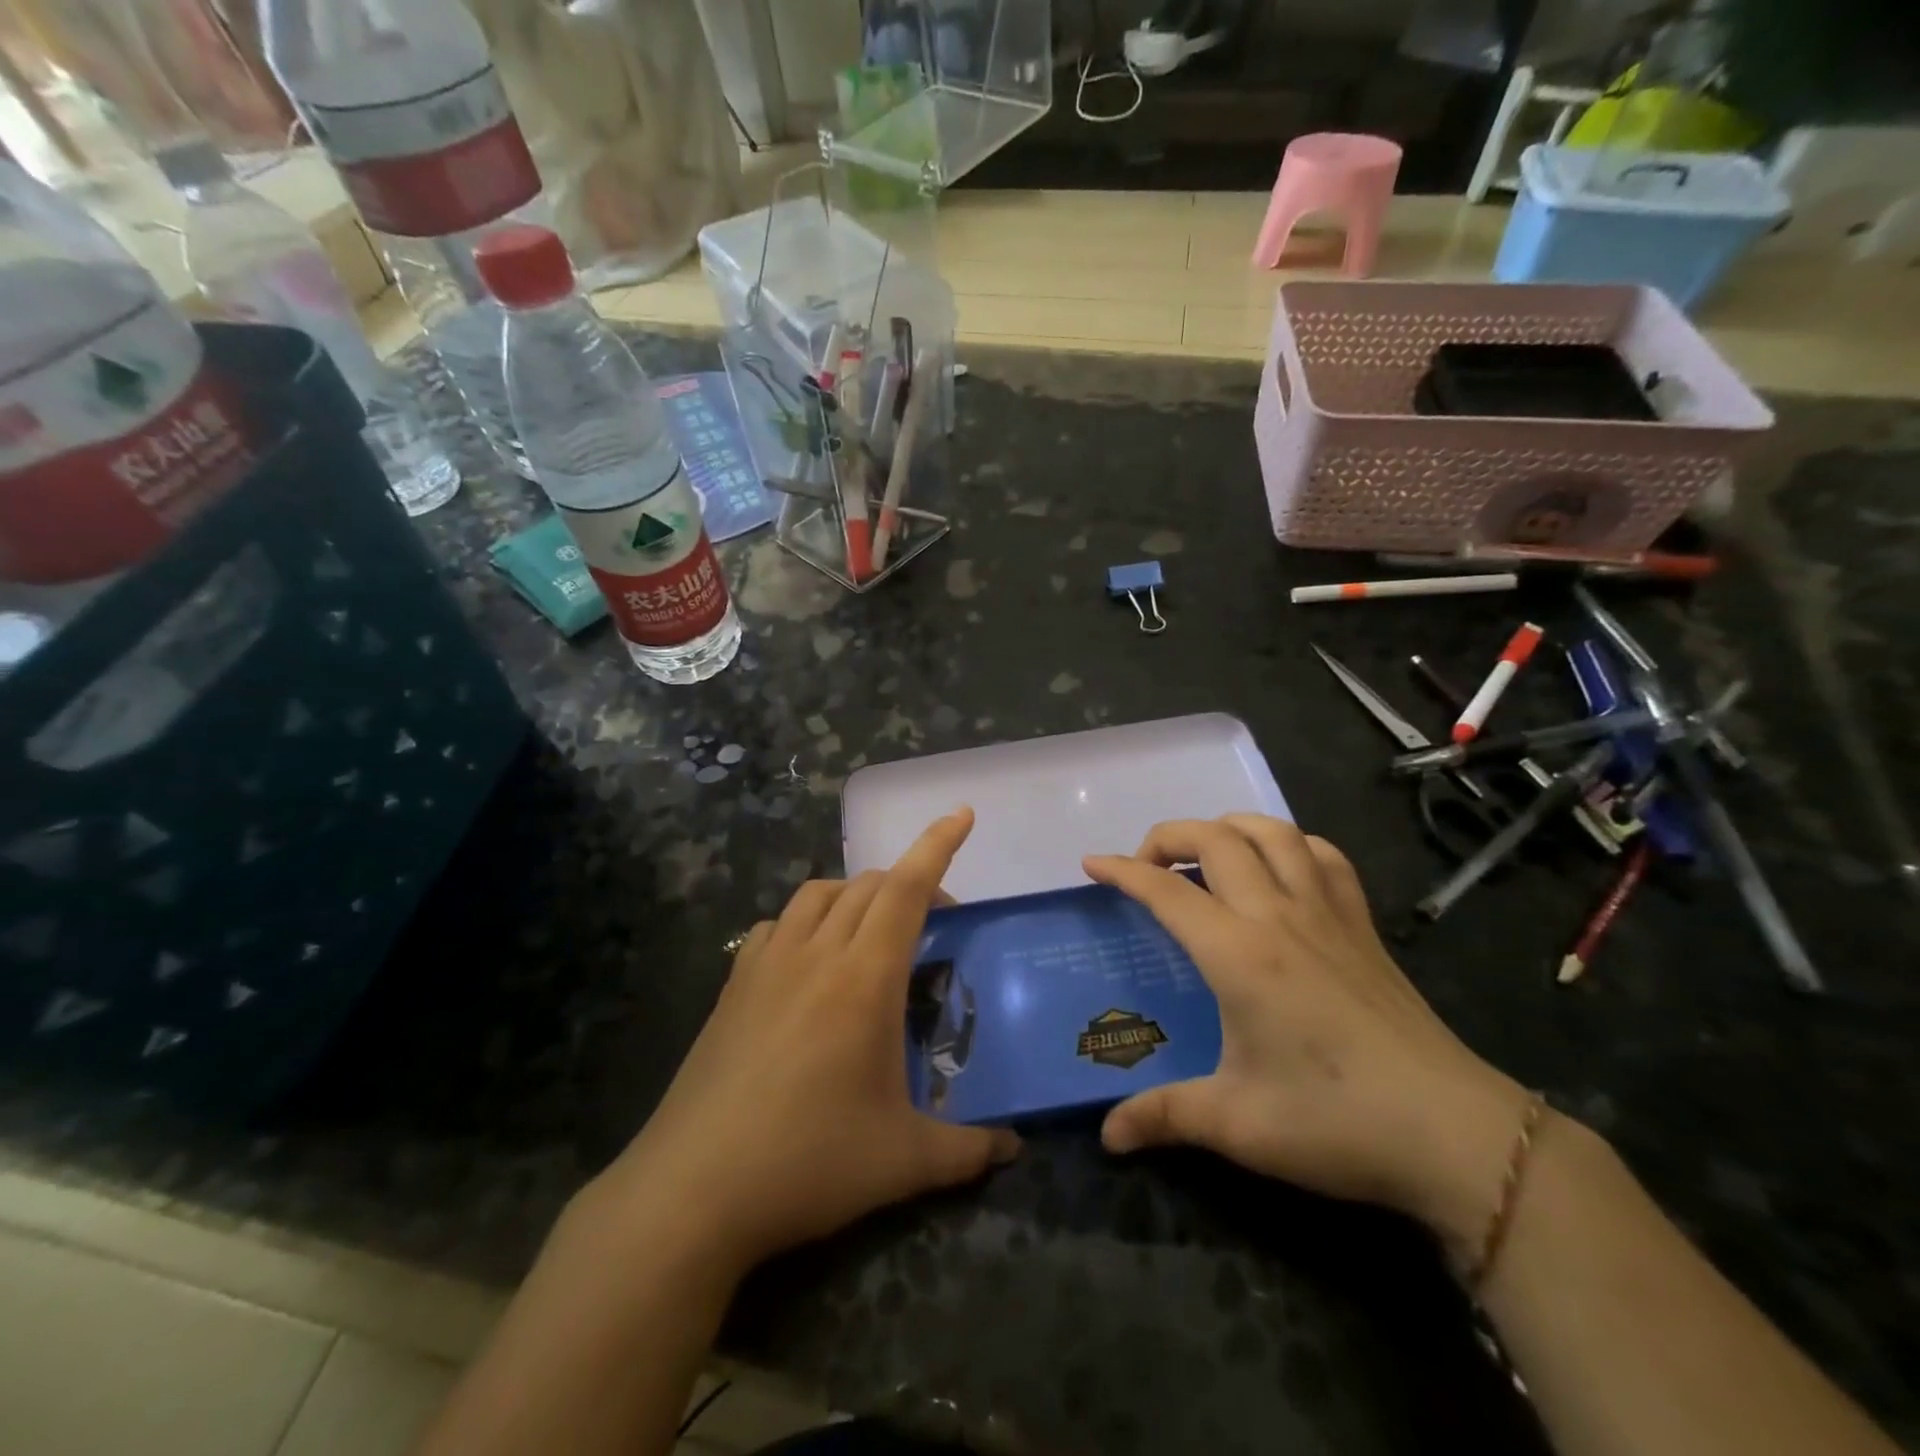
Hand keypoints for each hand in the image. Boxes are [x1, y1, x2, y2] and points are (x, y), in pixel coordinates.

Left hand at [598, 809, 1018, 1275]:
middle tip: (937, 920)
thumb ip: (967, 1151)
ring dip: (856, 894)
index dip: (937, 845)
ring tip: (874, 930)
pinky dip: (807, 920)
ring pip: (818, 893)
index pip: (907, 888)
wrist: (692, 1190)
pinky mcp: (733, 985)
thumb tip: (1013, 1148)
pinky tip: (809, 960)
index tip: (961, 814)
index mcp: (864, 977)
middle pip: (868, 886)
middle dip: (909, 883)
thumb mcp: (902, 1162)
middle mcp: (816, 953)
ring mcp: (767, 964)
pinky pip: (777, 924)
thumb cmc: (808, 1163)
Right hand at [1085, 816, 1531, 1263]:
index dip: (1122, 870)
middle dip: (1168, 836)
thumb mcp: (1236, 1124)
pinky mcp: (1363, 926)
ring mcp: (1327, 913)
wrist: (1455, 1134)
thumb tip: (1106, 1137)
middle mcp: (1278, 915)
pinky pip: (1324, 857)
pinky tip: (1280, 868)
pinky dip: (1291, 845)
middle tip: (1145, 866)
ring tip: (1205, 854)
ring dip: (1228, 828)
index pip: (1166, 890)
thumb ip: (1163, 1117)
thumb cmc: (1335, 1121)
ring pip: (1272, 832)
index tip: (1091, 864)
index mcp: (1238, 953)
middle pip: (1215, 839)